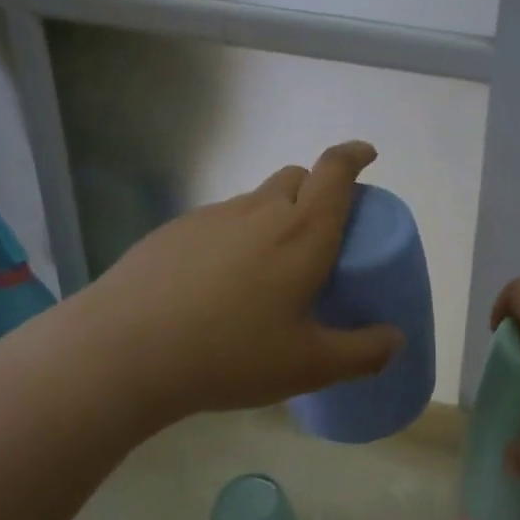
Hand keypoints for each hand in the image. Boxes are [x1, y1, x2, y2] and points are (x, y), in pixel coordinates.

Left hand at [82, 141, 402, 425]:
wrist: (123, 352)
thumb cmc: (231, 354)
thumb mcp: (309, 365)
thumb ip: (362, 353)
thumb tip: (396, 339)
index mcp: (302, 232)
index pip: (334, 171)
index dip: (353, 155)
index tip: (366, 154)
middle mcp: (260, 211)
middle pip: (297, 178)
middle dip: (318, 190)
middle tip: (321, 233)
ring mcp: (212, 217)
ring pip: (257, 200)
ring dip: (275, 216)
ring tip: (268, 269)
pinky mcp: (174, 231)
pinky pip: (220, 220)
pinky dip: (235, 235)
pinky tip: (218, 284)